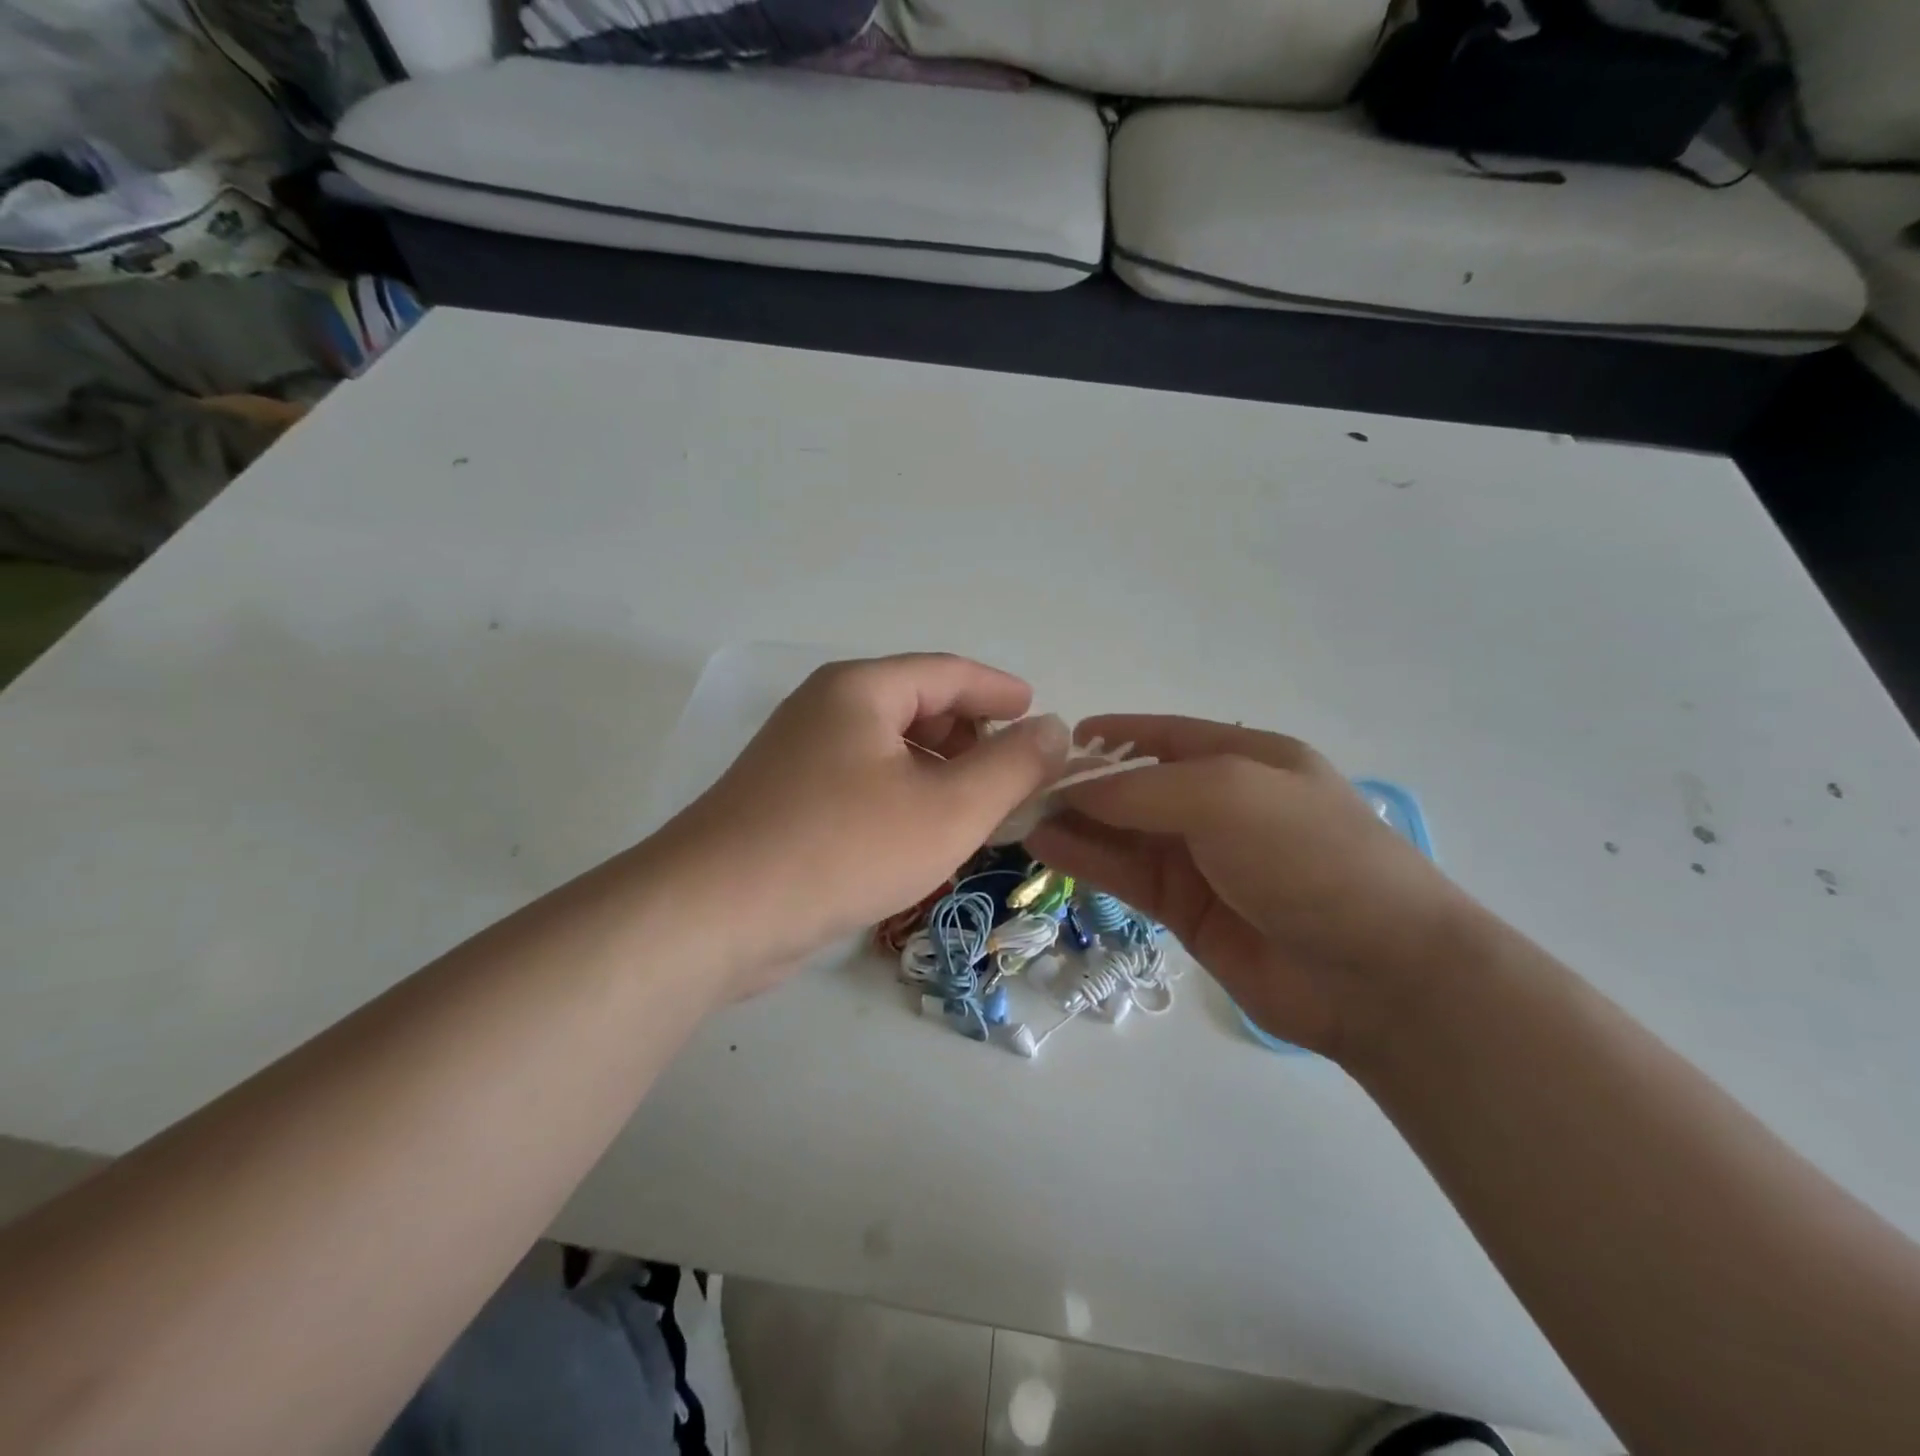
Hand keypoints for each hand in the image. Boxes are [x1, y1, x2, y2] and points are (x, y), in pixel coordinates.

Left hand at [654, 654, 1068, 996]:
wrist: (712, 915)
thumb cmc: (841, 849)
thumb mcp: (947, 810)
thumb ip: (1011, 767)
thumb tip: (1053, 729)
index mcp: (860, 691)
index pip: (948, 672)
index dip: (999, 691)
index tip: (1038, 714)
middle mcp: (825, 710)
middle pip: (917, 707)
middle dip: (971, 737)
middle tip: (1012, 776)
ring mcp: (798, 757)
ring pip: (889, 750)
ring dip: (939, 773)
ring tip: (975, 812)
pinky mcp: (785, 802)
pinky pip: (863, 783)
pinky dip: (903, 798)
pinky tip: (920, 838)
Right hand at [1025, 716, 1483, 1058]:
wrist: (1376, 974)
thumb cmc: (1309, 857)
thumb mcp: (1227, 796)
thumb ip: (1143, 789)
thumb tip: (1073, 788)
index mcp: (1246, 760)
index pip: (1166, 737)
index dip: (1113, 735)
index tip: (1055, 739)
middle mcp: (1221, 806)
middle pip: (1137, 786)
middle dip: (1081, 783)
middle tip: (1018, 786)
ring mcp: (1203, 861)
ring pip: (1123, 832)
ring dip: (1075, 823)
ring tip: (1018, 815)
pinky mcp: (1187, 910)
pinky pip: (1126, 875)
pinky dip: (1087, 860)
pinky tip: (1045, 847)